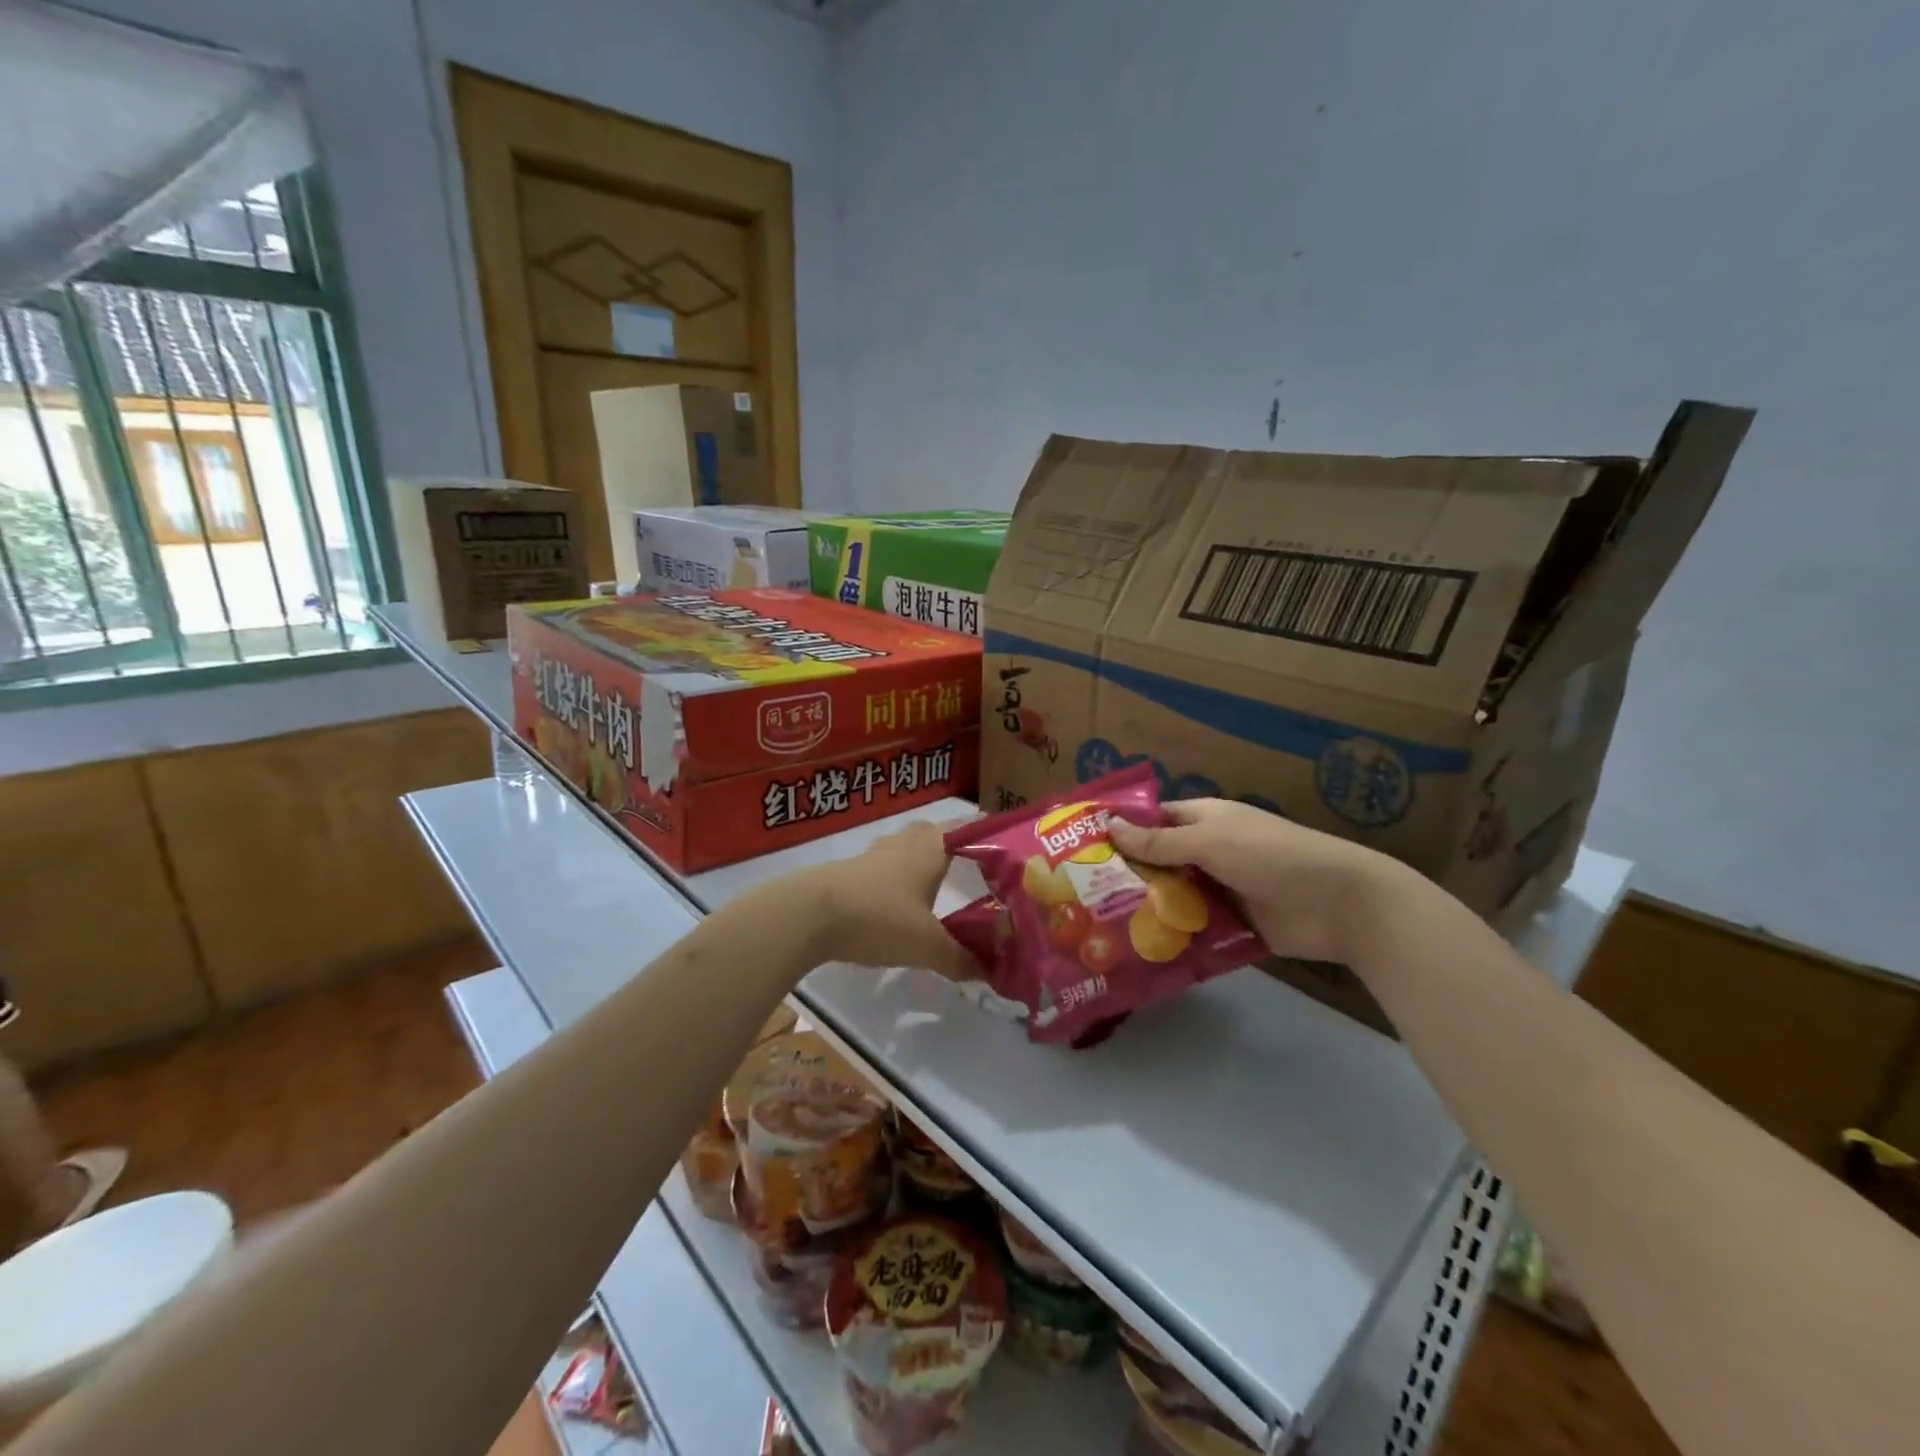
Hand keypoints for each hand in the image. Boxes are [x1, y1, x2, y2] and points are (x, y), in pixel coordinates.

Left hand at [799, 821, 977, 979]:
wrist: (809, 914)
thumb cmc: (879, 917)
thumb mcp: (926, 946)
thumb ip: (960, 958)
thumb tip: (990, 972)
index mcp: (931, 849)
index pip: (967, 829)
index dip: (986, 835)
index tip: (1005, 847)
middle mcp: (905, 843)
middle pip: (934, 833)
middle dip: (952, 845)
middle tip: (970, 867)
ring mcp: (874, 855)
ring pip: (905, 848)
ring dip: (920, 861)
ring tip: (935, 885)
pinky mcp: (850, 872)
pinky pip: (883, 867)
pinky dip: (896, 879)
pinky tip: (898, 902)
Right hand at [1108, 799, 1412, 962]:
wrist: (1340, 904)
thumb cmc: (1272, 856)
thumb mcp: (1212, 842)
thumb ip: (1160, 840)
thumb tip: (1108, 824)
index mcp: (1203, 820)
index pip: (1152, 820)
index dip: (1120, 830)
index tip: (1079, 848)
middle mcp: (1207, 852)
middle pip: (1156, 862)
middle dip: (1123, 876)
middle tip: (1076, 896)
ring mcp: (1218, 889)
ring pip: (1170, 897)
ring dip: (1143, 910)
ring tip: (1094, 929)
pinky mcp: (1229, 924)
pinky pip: (1191, 928)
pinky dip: (1170, 937)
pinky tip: (1134, 951)